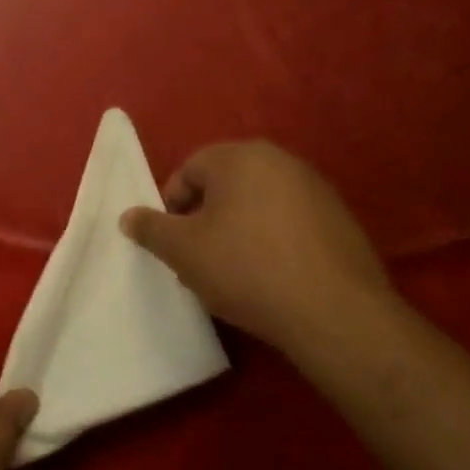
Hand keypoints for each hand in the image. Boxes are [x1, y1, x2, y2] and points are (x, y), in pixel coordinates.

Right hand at [119, 141, 389, 351]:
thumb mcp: (183, 251)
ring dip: (237, 230)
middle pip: (225, 185)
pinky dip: (272, 241)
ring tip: (231, 272)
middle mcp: (279, 160)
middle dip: (204, 218)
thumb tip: (128, 216)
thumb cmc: (247, 269)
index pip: (189, 170)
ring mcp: (315, 188)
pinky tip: (270, 277)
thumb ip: (151, 229)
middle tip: (197, 258)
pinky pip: (289, 222)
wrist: (335, 313)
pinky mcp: (341, 219)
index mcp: (239, 156)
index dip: (172, 206)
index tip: (171, 243)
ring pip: (257, 203)